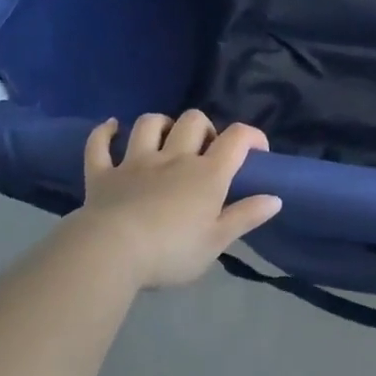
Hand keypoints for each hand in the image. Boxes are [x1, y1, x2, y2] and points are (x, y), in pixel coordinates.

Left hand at [71, 111, 281, 289]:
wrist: (111, 254)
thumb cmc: (171, 252)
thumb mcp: (216, 242)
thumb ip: (246, 217)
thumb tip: (276, 198)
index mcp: (206, 174)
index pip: (236, 138)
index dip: (252, 136)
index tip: (257, 150)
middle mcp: (173, 158)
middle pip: (193, 121)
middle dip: (204, 128)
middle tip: (205, 151)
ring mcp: (135, 162)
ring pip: (149, 124)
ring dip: (160, 124)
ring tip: (165, 138)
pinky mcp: (102, 174)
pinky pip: (99, 145)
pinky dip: (104, 133)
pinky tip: (111, 127)